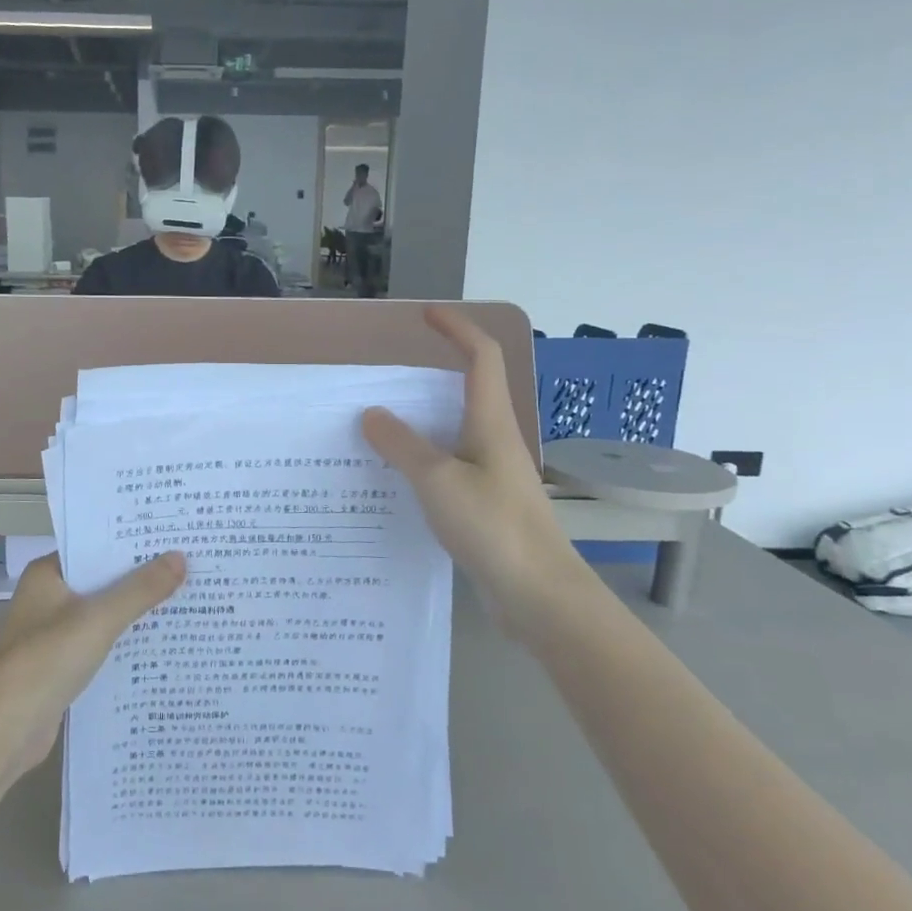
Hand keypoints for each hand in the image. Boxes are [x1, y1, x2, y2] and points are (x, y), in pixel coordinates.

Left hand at [0, 552, 185, 782]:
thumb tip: (180, 557)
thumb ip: (141, 589)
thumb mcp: (100, 618)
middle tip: (187, 565)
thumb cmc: (48, 659)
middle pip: (101, 578)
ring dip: (134, 609)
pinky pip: (100, 641)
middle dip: (139, 576)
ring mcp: (52, 632)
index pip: (94, 546)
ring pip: (102, 612)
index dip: (130, 542)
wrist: (7, 728)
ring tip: (182, 598)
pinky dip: (123, 640)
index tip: (170, 537)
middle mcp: (47, 597)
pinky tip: (158, 641)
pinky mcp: (61, 664)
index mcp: (47, 574)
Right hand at [361, 307, 587, 633]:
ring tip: (376, 431)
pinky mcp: (487, 505)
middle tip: (383, 384)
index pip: (481, 357)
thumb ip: (402, 445)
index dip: (456, 330)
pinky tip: (396, 480)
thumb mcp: (438, 481)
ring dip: (420, 424)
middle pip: (467, 392)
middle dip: (429, 378)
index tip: (426, 316)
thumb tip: (372, 414)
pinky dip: (422, 461)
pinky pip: (449, 467)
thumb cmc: (493, 527)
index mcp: (491, 423)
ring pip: (454, 433)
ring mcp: (494, 475)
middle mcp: (496, 441)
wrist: (539, 595)